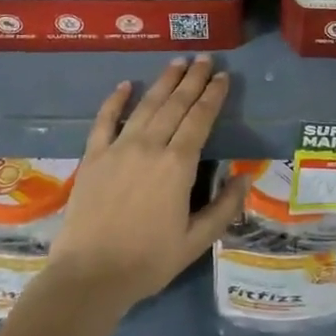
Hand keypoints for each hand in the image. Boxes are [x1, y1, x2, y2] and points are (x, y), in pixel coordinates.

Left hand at [47, 57, 246, 309]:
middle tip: (205, 59)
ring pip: (146, 105)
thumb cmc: (148, 261)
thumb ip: (224, 207)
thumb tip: (245, 176)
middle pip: (175, 104)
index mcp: (178, 165)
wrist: (89, 276)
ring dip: (163, 81)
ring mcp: (118, 149)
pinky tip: (125, 85)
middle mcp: (150, 147)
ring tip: (177, 62)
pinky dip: (115, 101)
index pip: (200, 119)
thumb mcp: (196, 241)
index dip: (213, 96)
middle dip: (192, 79)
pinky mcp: (93, 157)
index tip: (223, 77)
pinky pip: (105, 121)